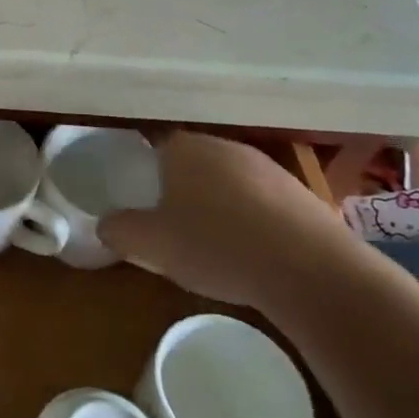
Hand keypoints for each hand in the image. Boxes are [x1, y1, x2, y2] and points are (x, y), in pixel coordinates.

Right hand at [99, 131, 362, 311]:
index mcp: (183, 147)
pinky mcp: (303, 195)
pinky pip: (264, 203)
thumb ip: (120, 230)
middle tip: (173, 225)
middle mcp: (224, 146)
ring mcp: (268, 168)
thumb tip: (106, 225)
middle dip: (182, 188)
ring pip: (230, 181)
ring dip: (220, 205)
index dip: (146, 172)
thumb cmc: (217, 245)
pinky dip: (254, 221)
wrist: (312, 272)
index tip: (143, 201)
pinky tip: (254, 253)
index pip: (154, 145)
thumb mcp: (152, 244)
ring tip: (215, 244)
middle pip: (193, 162)